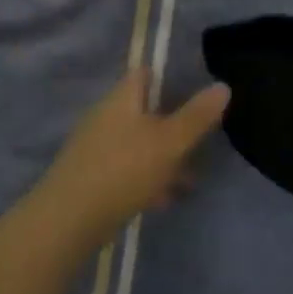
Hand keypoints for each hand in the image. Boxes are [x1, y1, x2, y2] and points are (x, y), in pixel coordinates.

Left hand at [35, 68, 230, 246]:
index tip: (196, 92)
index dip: (170, 77)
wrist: (70, 219)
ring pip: (138, 144)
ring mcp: (96, 148)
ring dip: (163, 158)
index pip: (145, 74)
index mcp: (122, 99)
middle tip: (200, 141)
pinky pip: (127, 169)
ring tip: (190, 180)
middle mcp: (105, 117)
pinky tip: (163, 200)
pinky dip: (147, 179)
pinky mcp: (92, 177)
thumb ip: (197, 116)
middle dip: (173, 126)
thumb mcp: (170, 142)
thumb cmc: (124, 170)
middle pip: (144, 111)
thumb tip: (222, 86)